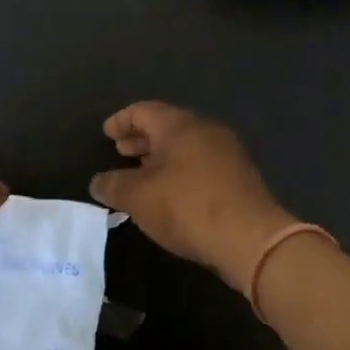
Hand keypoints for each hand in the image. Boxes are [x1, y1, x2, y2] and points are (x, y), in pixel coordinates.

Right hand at [88, 101, 293, 291]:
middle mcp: (206, 131)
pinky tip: (170, 193)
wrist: (251, 238)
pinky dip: (179, 171)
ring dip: (160, 157)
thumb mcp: (138, 198)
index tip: (106, 133)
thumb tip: (98, 182)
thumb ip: (113, 185)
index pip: (144, 111)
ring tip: (141, 174)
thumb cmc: (187, 207)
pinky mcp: (239, 178)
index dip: (121, 121)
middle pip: (167, 126)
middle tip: (120, 151)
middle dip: (141, 139)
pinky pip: (200, 164)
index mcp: (180, 126)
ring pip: (186, 147)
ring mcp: (227, 153)